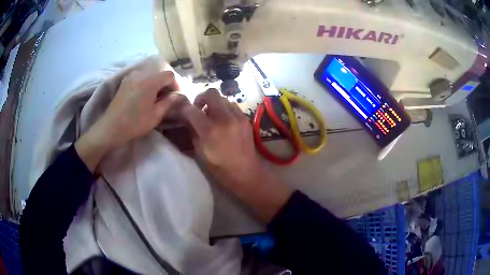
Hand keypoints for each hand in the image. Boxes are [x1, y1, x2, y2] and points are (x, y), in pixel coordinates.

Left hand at [76, 70, 186, 171]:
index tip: (177, 95)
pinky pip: (141, 76)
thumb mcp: (155, 115)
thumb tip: (179, 95)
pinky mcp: (125, 81)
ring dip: (157, 81)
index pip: (169, 75)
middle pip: (160, 71)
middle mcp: (141, 73)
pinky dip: (147, 81)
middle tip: (168, 96)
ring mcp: (131, 76)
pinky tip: (146, 94)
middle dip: (167, 82)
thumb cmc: (135, 123)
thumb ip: (169, 102)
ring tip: (157, 95)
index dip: (176, 84)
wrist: (111, 128)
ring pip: (150, 73)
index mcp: (150, 81)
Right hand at [182, 89, 259, 185]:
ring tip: (212, 115)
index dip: (184, 109)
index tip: (182, 111)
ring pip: (223, 98)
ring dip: (214, 103)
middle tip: (198, 108)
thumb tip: (187, 118)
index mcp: (210, 130)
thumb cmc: (219, 167)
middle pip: (211, 94)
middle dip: (201, 97)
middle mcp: (224, 119)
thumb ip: (192, 131)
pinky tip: (224, 120)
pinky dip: (225, 109)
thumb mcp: (200, 151)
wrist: (245, 171)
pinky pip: (233, 106)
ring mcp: (237, 117)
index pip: (192, 110)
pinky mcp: (246, 119)